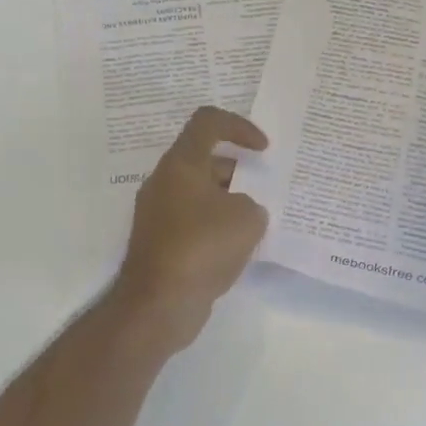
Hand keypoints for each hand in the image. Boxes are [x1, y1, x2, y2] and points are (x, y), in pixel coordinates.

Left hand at [114, 107, 270, 350]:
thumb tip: (241, 211)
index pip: (208, 122)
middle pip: (206, 159)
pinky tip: (239, 247)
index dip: (240, 126)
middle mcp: (165, 182)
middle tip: (266, 189)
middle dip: (240, 170)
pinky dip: (217, 225)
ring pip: (201, 192)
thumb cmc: (203, 247)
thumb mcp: (248, 217)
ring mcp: (159, 213)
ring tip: (258, 221)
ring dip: (230, 200)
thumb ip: (253, 203)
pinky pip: (195, 221)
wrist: (159, 304)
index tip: (263, 149)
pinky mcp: (162, 242)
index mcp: (181, 164)